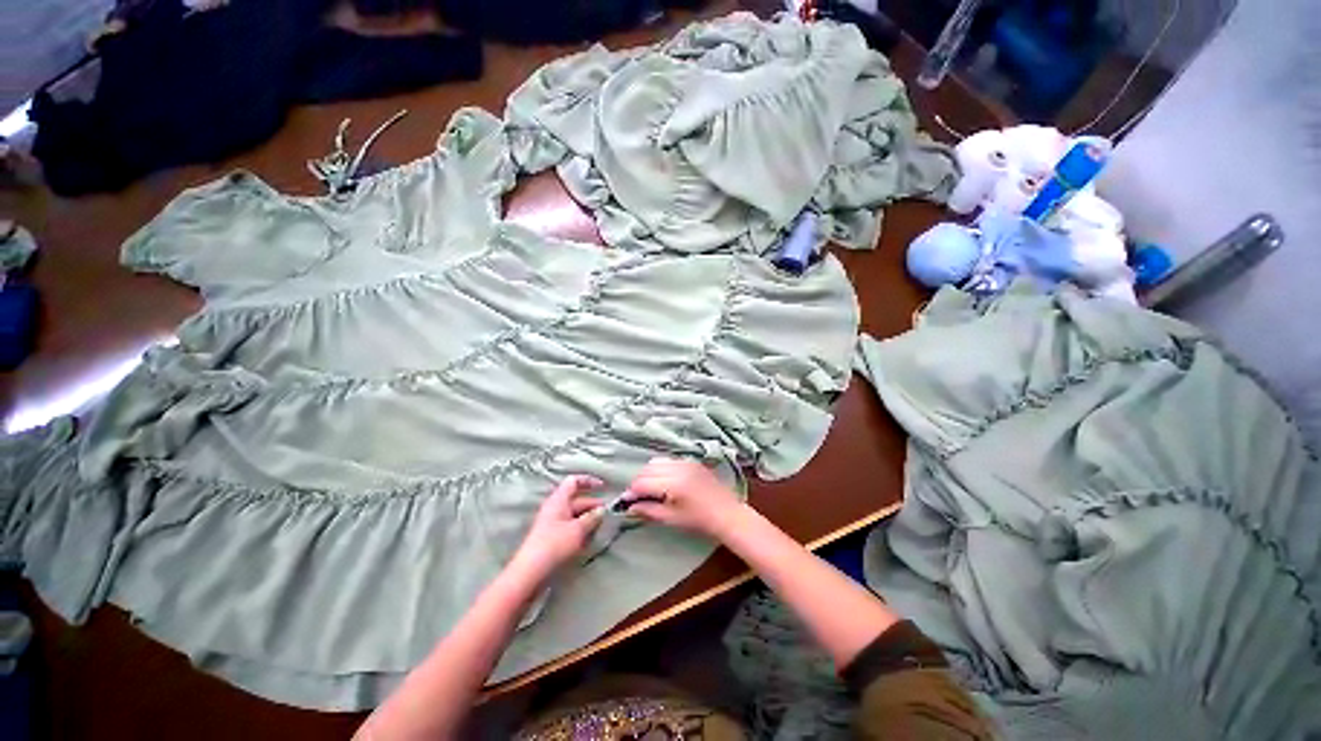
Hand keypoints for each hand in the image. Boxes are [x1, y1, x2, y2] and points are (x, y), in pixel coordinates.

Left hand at [511, 475, 605, 578]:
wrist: (531, 572)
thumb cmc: (554, 544)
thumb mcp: (578, 529)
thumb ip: (592, 517)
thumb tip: (601, 510)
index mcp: (558, 500)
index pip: (573, 481)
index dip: (589, 481)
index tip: (603, 486)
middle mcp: (554, 508)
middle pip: (576, 500)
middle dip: (592, 505)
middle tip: (607, 513)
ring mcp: (552, 523)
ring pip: (574, 515)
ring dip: (588, 519)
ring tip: (601, 527)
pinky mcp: (551, 538)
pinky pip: (570, 527)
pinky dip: (581, 530)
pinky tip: (589, 539)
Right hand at [622, 457, 743, 538]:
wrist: (727, 513)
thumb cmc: (699, 520)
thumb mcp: (671, 519)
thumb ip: (649, 510)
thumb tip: (629, 507)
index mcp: (673, 483)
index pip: (643, 482)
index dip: (632, 492)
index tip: (627, 501)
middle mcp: (678, 467)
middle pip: (648, 468)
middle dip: (640, 481)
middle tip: (638, 497)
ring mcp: (686, 462)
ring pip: (658, 462)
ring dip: (650, 473)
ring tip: (651, 489)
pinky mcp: (692, 461)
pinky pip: (670, 460)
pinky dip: (662, 468)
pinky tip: (665, 482)